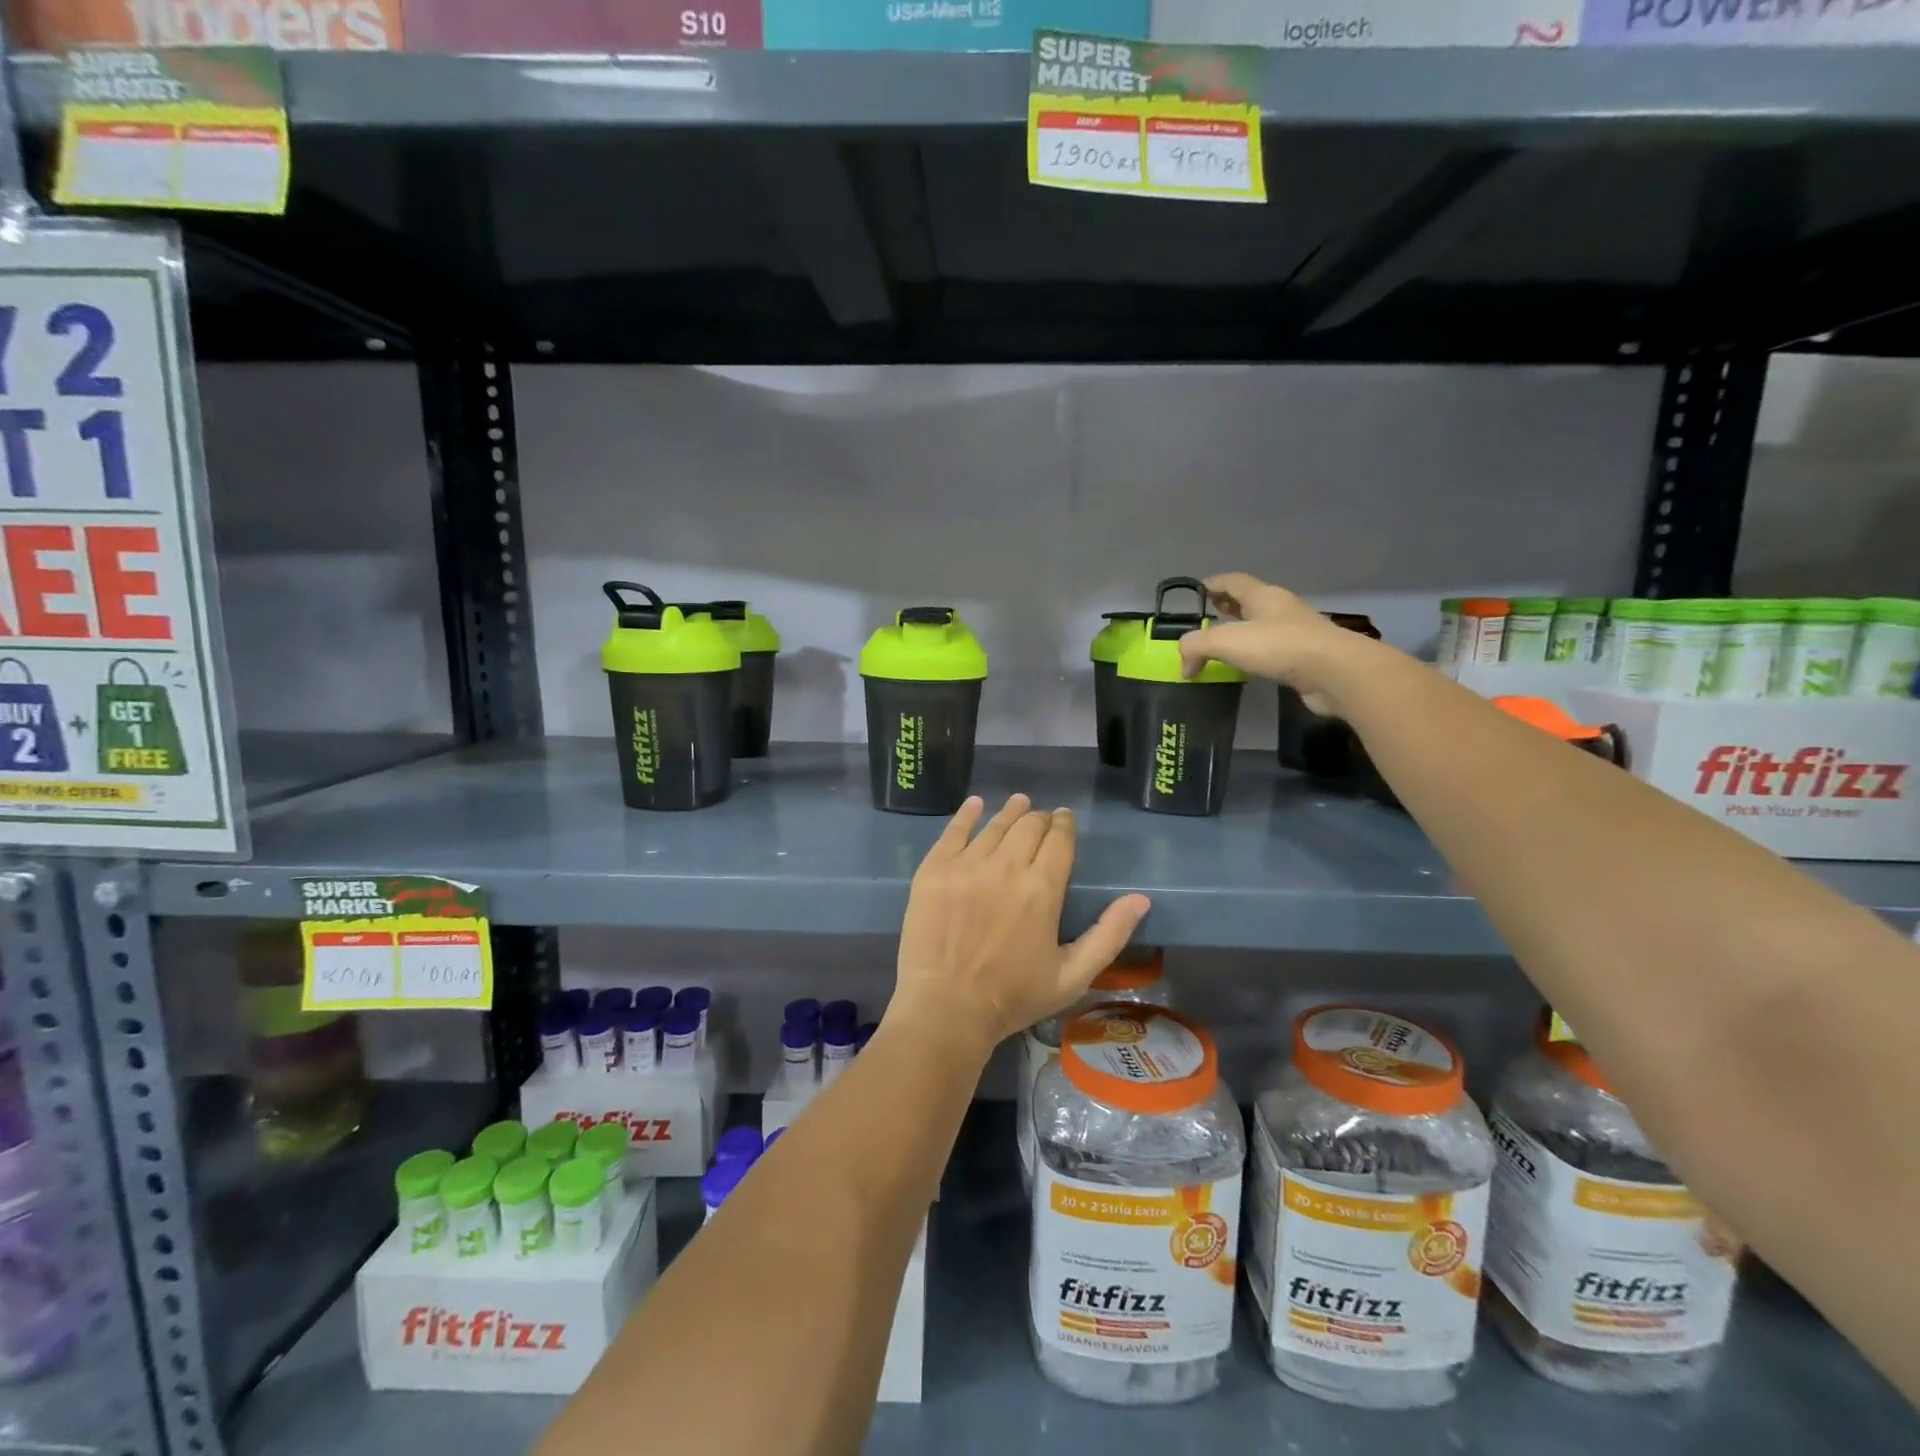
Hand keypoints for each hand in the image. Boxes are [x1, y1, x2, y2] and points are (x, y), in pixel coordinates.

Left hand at [891, 794, 1151, 1056]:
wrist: (945, 1009)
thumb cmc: (1012, 997)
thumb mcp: (1072, 976)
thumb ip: (1109, 935)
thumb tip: (1140, 899)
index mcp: (1042, 889)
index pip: (1059, 840)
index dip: (1064, 825)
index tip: (1065, 819)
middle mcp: (1006, 866)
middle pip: (1028, 826)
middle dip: (1040, 818)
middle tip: (1042, 818)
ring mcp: (966, 865)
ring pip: (994, 825)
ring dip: (1011, 812)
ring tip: (1018, 803)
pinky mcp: (934, 869)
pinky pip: (953, 831)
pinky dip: (967, 814)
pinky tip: (975, 805)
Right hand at [1180, 571, 1379, 711]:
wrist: (1336, 673)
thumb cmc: (1280, 647)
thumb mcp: (1226, 641)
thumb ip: (1196, 646)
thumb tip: (1184, 663)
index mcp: (1263, 596)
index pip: (1233, 581)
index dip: (1214, 583)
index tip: (1197, 590)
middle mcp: (1281, 609)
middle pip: (1249, 601)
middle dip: (1228, 606)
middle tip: (1208, 616)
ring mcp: (1296, 633)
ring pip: (1262, 626)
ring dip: (1242, 632)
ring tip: (1222, 646)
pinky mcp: (1304, 658)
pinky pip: (1272, 650)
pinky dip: (1255, 654)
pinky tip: (1246, 667)